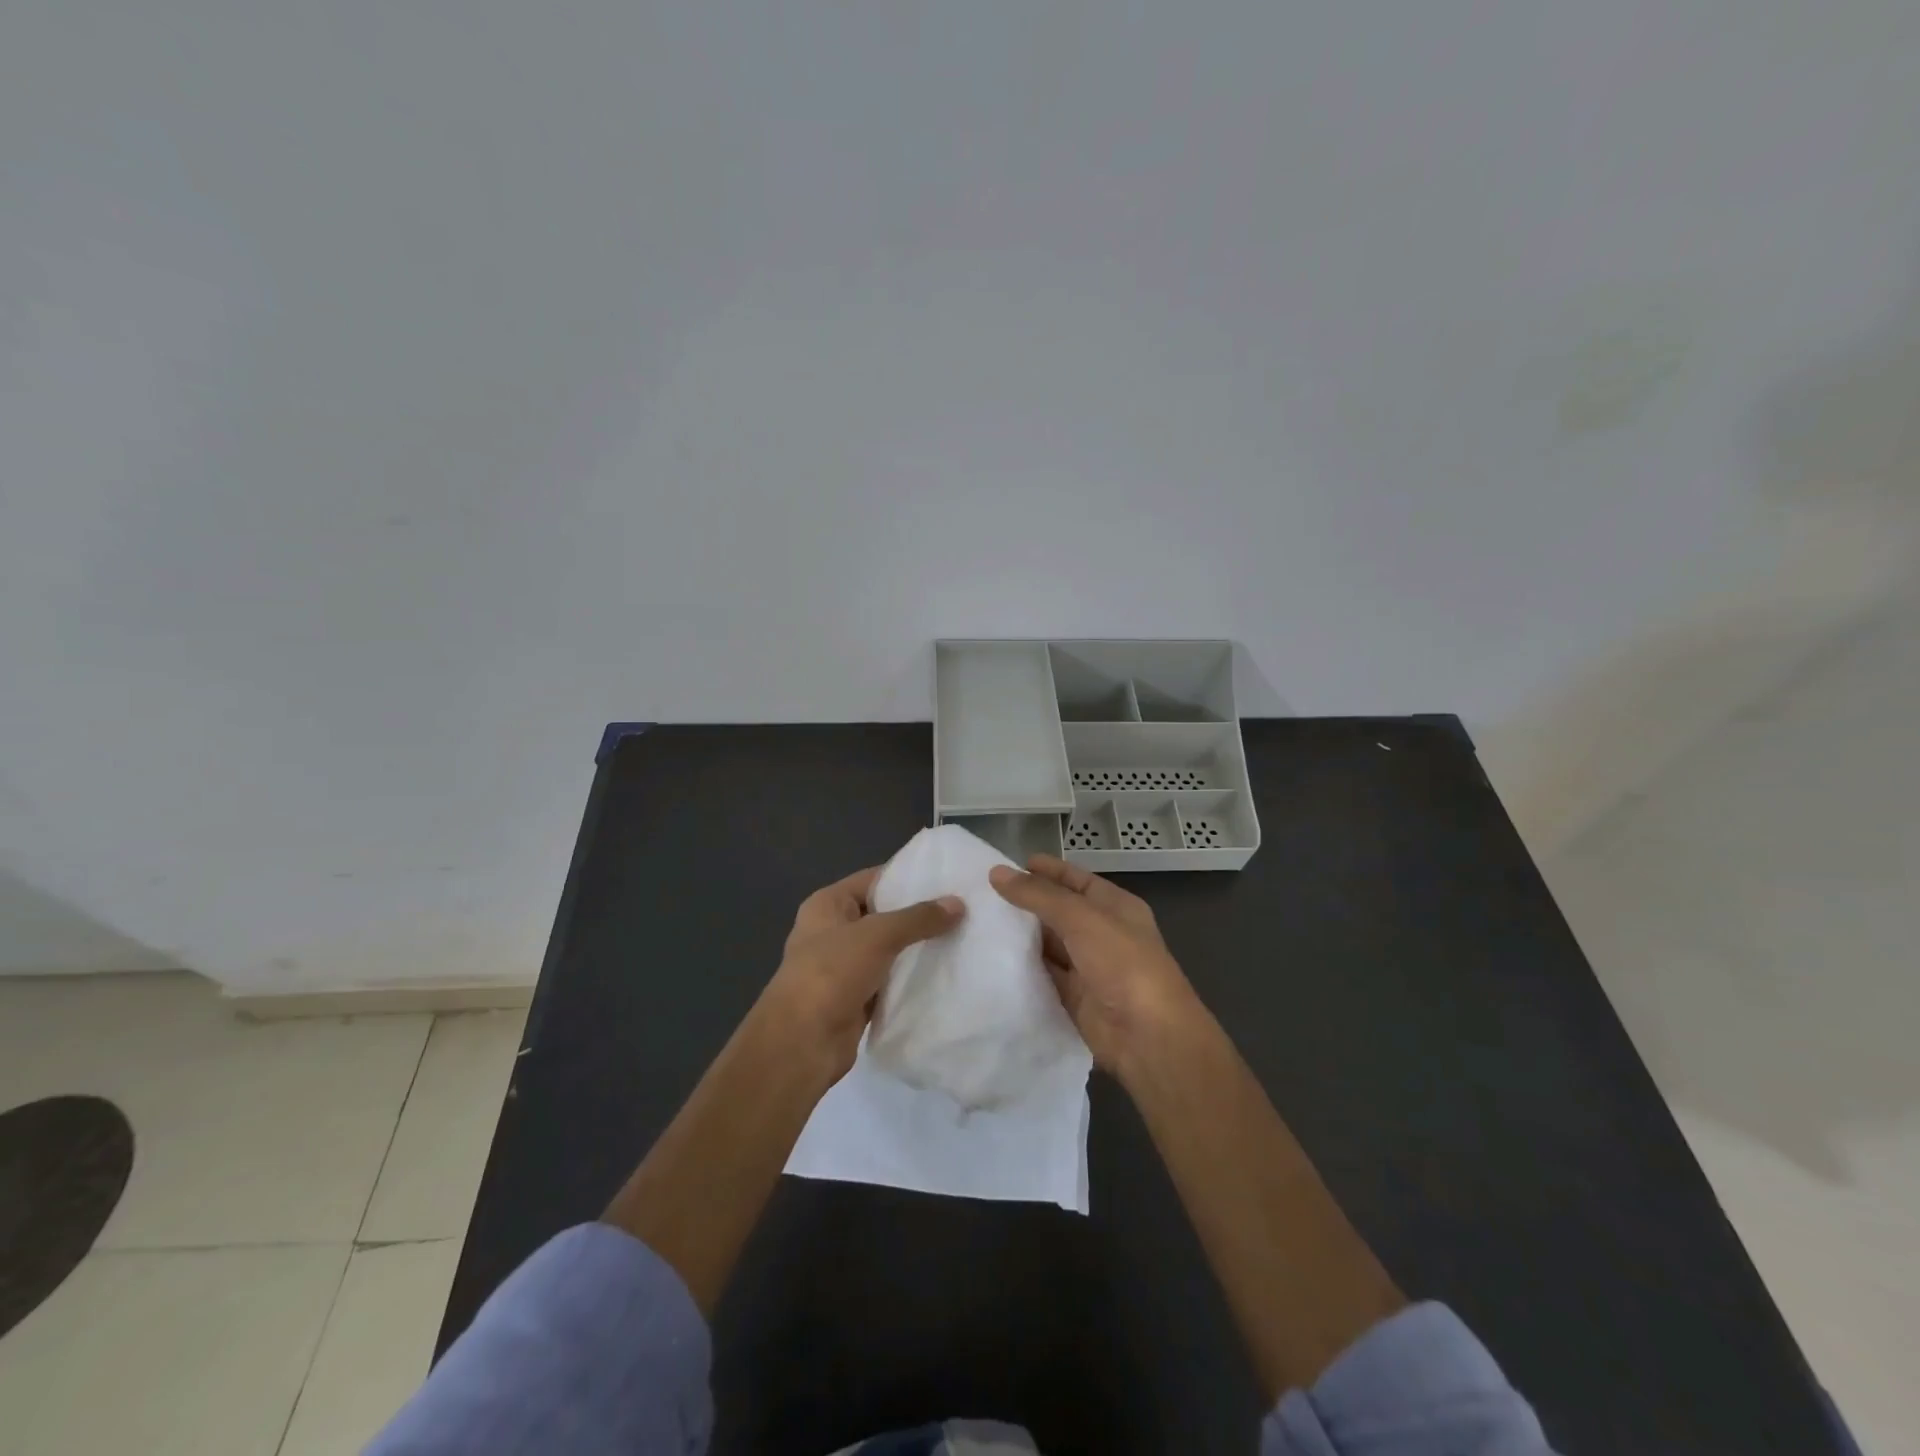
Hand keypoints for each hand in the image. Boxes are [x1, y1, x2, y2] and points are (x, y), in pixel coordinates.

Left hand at [755, 866, 964, 1085]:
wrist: (802, 1043)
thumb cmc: (831, 973)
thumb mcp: (877, 935)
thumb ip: (918, 918)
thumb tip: (958, 903)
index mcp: (828, 904)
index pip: (874, 879)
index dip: (909, 876)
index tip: (949, 878)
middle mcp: (834, 930)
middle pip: (884, 914)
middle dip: (919, 914)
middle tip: (963, 909)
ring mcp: (844, 966)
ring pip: (889, 950)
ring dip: (918, 948)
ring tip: (962, 937)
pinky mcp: (857, 998)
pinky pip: (890, 980)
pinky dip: (912, 979)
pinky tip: (945, 974)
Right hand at [989, 854, 1203, 1079]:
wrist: (1148, 1037)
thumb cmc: (1122, 963)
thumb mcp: (1081, 918)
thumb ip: (1038, 896)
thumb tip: (997, 872)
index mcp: (1114, 906)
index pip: (1075, 880)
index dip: (1045, 871)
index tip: (1007, 866)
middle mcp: (1102, 933)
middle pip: (1059, 911)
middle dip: (1026, 903)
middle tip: (982, 895)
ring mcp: (1088, 966)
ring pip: (1048, 944)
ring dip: (1020, 936)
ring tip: (978, 923)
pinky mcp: (1074, 997)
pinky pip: (1044, 975)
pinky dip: (1022, 968)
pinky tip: (991, 958)